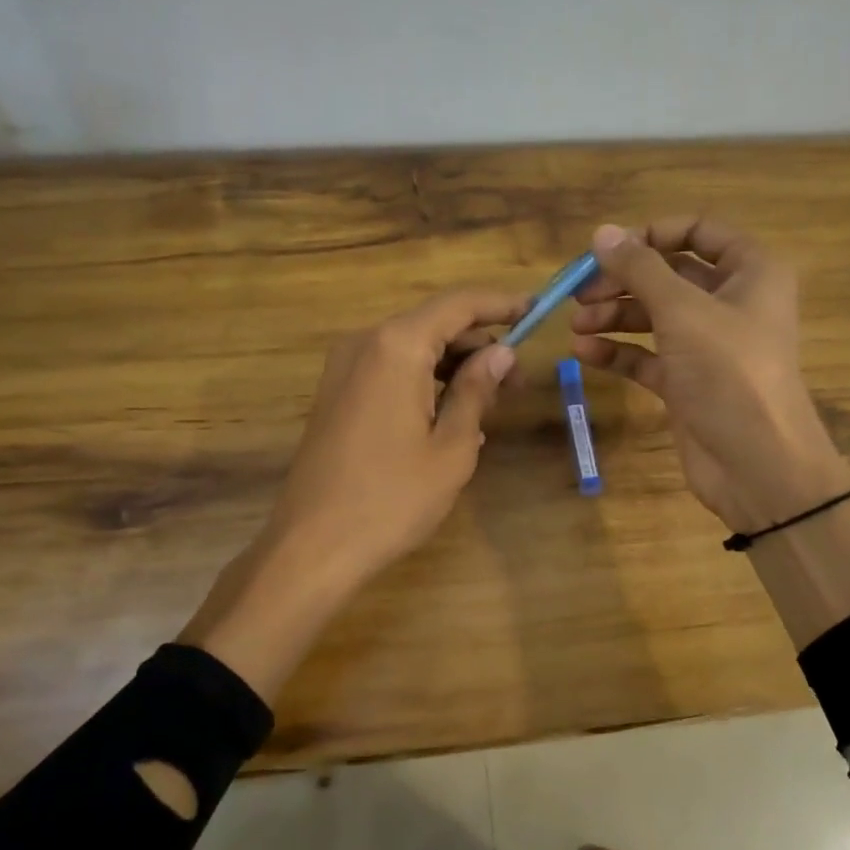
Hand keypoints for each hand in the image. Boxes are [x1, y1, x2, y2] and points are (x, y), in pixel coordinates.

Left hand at [268, 288, 525, 587]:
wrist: (312, 545)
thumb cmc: (392, 498)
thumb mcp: (451, 446)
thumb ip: (477, 390)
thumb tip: (502, 354)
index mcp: (397, 346)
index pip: (459, 304)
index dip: (502, 304)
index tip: (537, 310)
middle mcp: (366, 343)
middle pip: (434, 324)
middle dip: (479, 345)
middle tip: (516, 382)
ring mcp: (344, 367)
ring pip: (412, 348)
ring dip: (453, 366)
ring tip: (488, 405)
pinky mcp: (336, 393)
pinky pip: (390, 370)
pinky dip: (424, 381)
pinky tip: (450, 416)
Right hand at [571, 219, 849, 533]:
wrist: (758, 464)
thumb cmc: (729, 372)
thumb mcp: (682, 311)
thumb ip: (640, 269)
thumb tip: (602, 232)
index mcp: (750, 272)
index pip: (699, 232)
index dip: (652, 234)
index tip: (608, 249)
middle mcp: (730, 302)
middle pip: (668, 275)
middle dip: (622, 282)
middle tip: (579, 293)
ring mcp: (707, 345)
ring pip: (653, 316)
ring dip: (613, 317)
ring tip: (576, 325)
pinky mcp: (687, 382)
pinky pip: (647, 356)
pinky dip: (617, 352)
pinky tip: (584, 352)